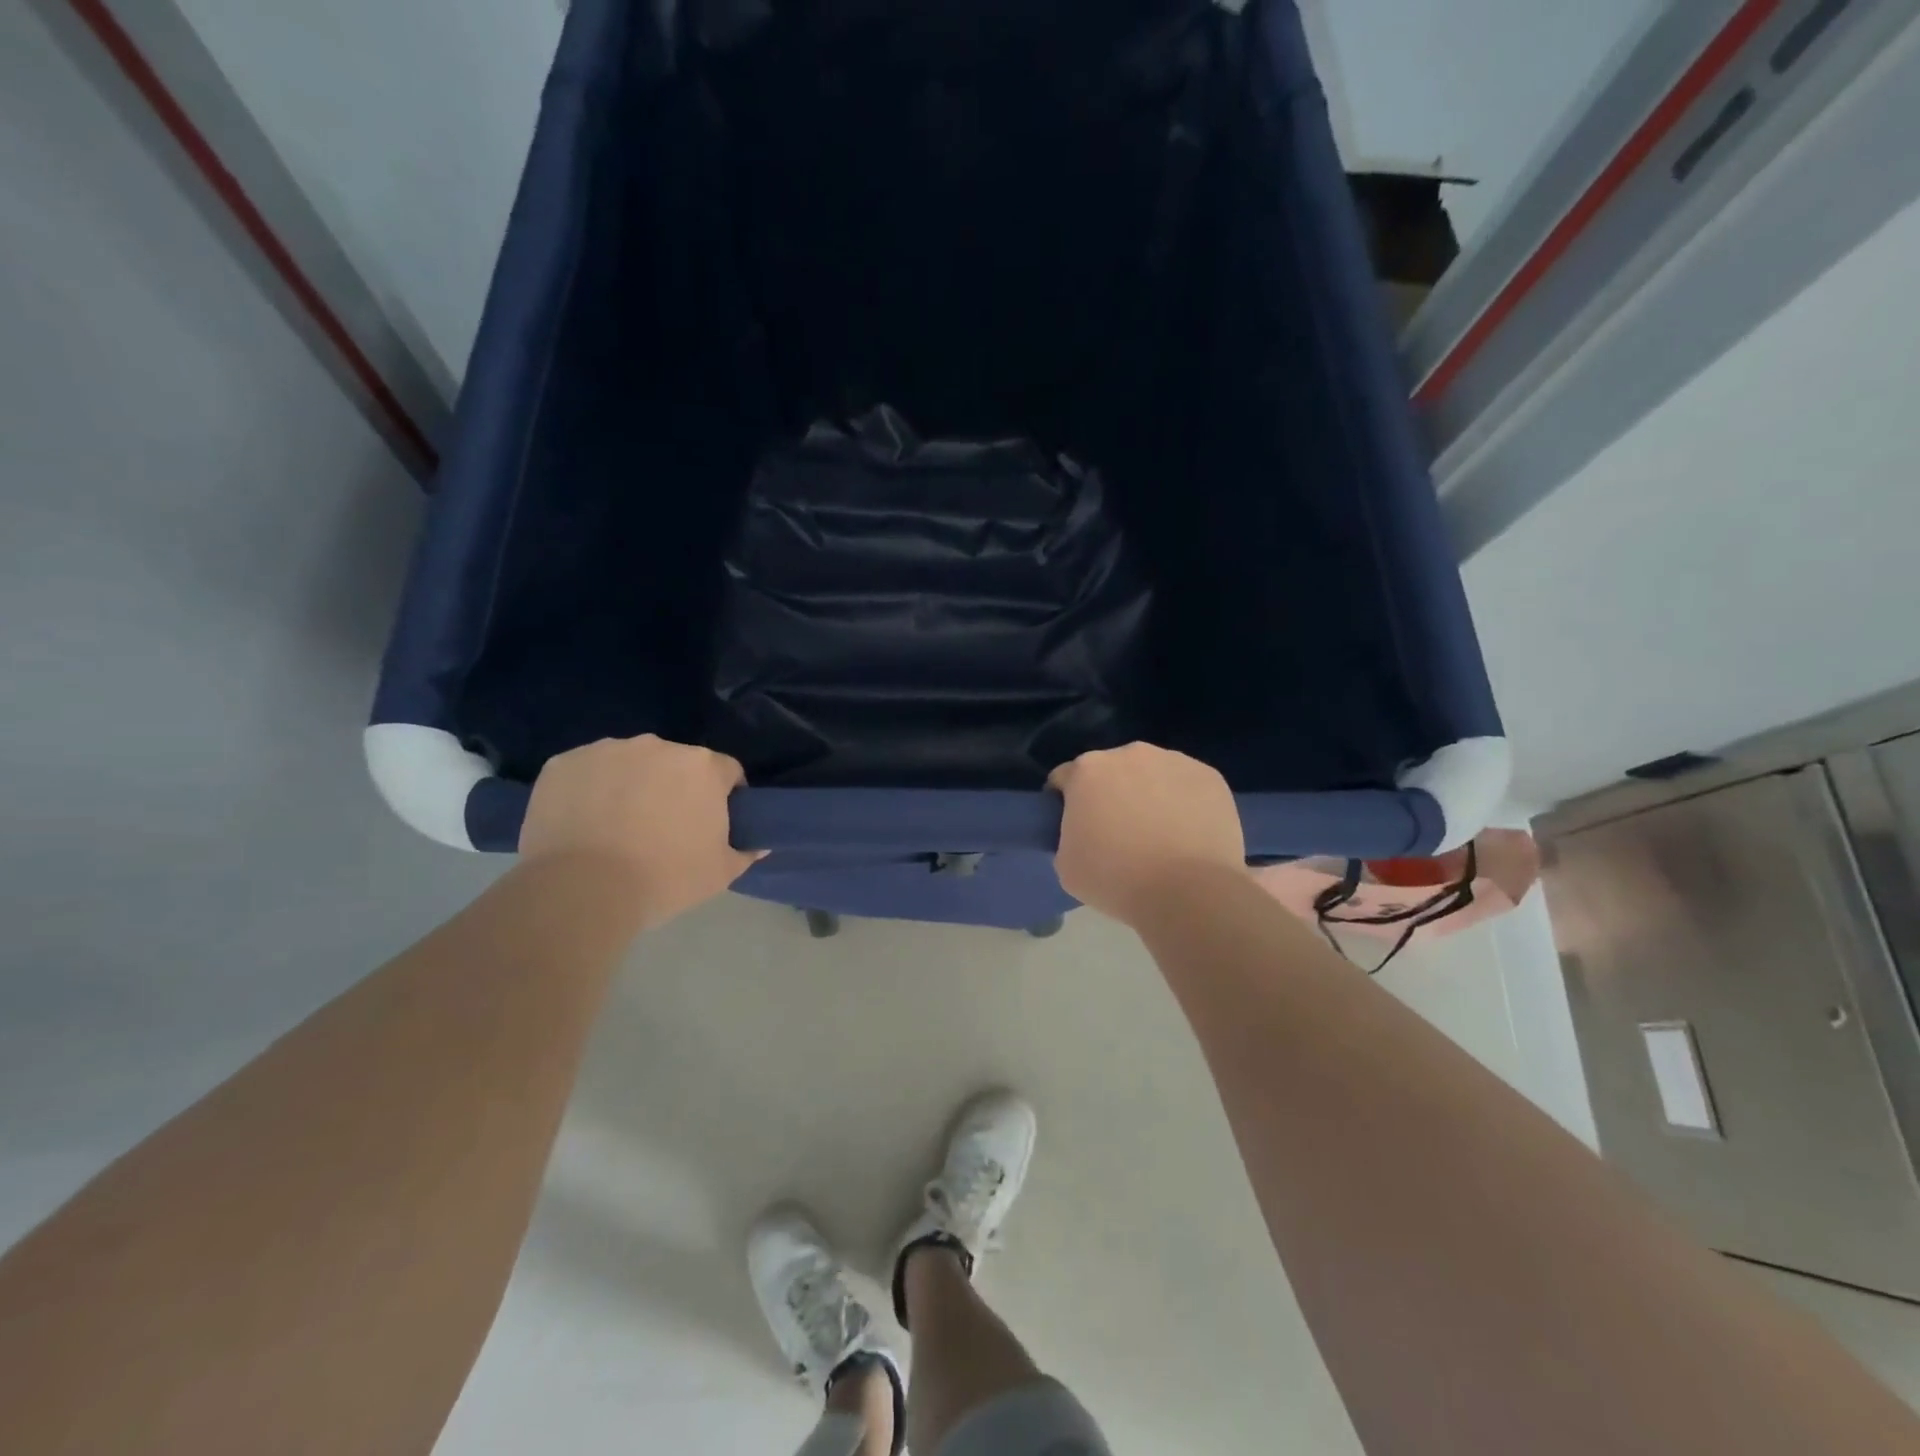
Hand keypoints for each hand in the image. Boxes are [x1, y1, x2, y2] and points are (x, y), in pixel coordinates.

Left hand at [520, 735, 761, 927]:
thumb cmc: (665, 878)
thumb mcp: (720, 873)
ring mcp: (607, 750)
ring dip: (632, 784)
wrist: (582, 891)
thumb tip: (759, 844)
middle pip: (676, 763)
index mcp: (702, 766)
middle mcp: (658, 746)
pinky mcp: (564, 763)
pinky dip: (590, 789)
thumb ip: (745, 852)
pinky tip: (584, 822)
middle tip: (664, 827)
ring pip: (630, 763)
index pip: (726, 771)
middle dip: (675, 787)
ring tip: (618, 826)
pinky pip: (587, 772)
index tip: (713, 821)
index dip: (724, 795)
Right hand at [1049, 743, 1246, 925]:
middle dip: (1111, 794)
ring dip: (1148, 794)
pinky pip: (1186, 785)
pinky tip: (1187, 834)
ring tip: (1159, 834)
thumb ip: (1068, 835)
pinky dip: (1183, 802)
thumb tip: (1084, 832)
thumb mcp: (1066, 865)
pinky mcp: (1209, 776)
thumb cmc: (1117, 879)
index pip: (1065, 779)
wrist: (1189, 892)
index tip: (1078, 829)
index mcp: (1087, 770)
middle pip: (1111, 771)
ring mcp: (1174, 761)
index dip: (1067, 803)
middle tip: (1120, 833)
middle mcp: (1129, 753)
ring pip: (1152, 774)